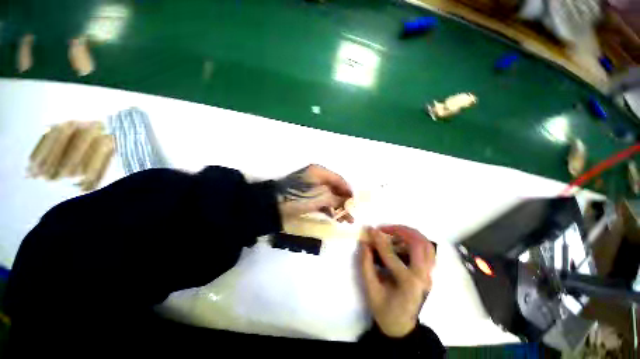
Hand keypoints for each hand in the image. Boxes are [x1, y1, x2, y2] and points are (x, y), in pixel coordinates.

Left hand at [276, 164, 352, 221]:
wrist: (275, 206)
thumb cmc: (300, 196)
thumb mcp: (321, 196)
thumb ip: (337, 199)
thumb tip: (349, 202)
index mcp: (320, 172)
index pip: (339, 180)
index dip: (348, 191)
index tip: (356, 202)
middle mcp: (317, 178)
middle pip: (335, 189)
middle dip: (344, 201)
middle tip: (353, 213)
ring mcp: (312, 189)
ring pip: (329, 197)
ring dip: (338, 207)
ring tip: (347, 220)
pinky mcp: (308, 198)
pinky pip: (322, 202)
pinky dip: (329, 209)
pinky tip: (336, 218)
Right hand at [360, 226, 435, 337]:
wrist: (401, 326)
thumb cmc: (384, 310)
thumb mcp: (370, 289)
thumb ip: (366, 265)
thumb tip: (365, 243)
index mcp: (408, 284)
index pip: (392, 255)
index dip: (379, 240)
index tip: (370, 229)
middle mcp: (423, 277)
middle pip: (418, 244)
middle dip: (401, 231)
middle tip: (385, 229)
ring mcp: (429, 275)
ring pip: (427, 245)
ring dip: (410, 234)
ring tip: (394, 231)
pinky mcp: (429, 273)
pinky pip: (428, 251)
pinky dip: (416, 241)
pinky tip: (402, 241)